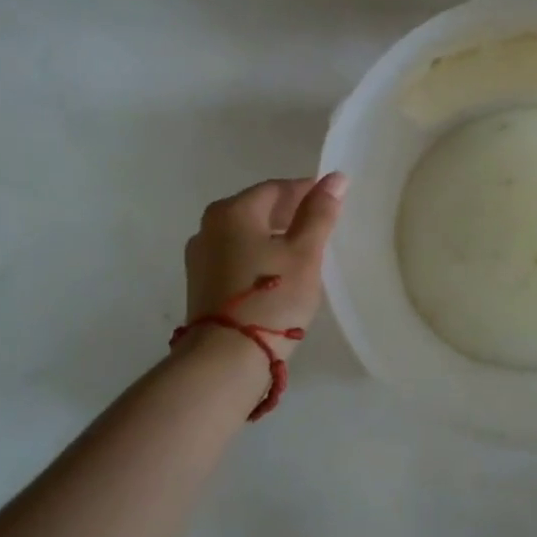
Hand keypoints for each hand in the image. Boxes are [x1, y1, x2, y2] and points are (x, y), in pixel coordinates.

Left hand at [183, 173, 346, 357]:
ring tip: (304, 252)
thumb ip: (320, 213)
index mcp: (233, 211)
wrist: (226, 359)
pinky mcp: (201, 284)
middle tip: (322, 227)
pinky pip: (236, 256)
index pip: (277, 188)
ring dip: (274, 236)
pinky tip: (278, 273)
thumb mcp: (305, 253)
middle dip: (290, 214)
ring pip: (246, 234)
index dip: (307, 191)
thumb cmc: (272, 298)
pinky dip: (258, 256)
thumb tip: (336, 178)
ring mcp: (200, 257)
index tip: (332, 201)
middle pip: (258, 209)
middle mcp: (209, 226)